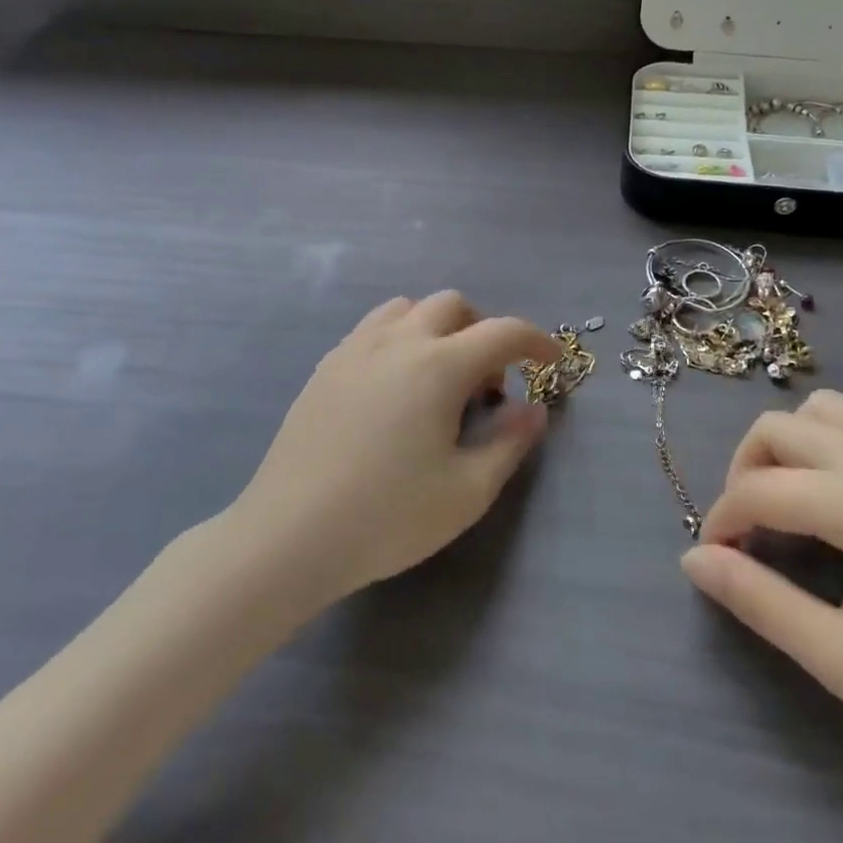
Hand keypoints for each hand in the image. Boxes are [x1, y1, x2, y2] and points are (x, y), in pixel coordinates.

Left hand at [229, 293, 561, 603]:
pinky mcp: (325, 368)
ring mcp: (354, 350)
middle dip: (483, 332)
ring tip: (438, 381)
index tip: (551, 363)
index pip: (503, 332)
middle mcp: (397, 342)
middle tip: (485, 387)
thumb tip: (534, 409)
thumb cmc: (389, 517)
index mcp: (439, 366)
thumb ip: (510, 442)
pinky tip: (394, 391)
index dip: (537, 342)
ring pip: (407, 309)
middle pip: (453, 306)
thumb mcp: (468, 491)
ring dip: (437, 329)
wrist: (290, 536)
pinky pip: (372, 330)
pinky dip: (400, 341)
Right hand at [681, 390, 842, 784]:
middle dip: (745, 473)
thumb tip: (694, 558)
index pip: (760, 489)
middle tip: (750, 530)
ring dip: (787, 447)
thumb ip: (759, 601)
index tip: (718, 556)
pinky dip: (828, 442)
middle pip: (777, 428)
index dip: (723, 519)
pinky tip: (839, 497)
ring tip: (791, 503)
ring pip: (819, 410)